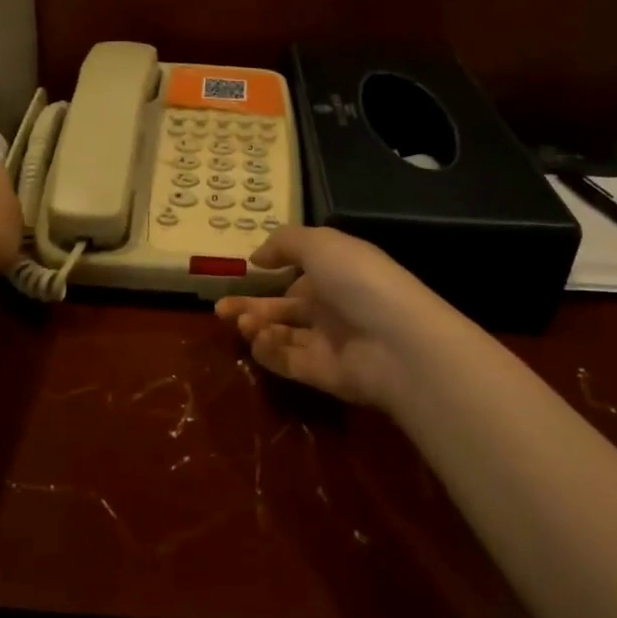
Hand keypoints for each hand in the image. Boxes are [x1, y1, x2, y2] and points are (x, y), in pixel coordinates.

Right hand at [216, 225, 449, 411]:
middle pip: (284, 307)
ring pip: (281, 334)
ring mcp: (327, 342)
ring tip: (241, 322)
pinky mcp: (320, 374)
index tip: (246, 270)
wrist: (396, 343)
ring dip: (256, 327)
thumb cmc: (358, 281)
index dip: (274, 269)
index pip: (302, 271)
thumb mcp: (321, 244)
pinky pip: (286, 361)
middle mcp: (332, 306)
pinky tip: (259, 339)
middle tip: (220, 308)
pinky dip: (268, 351)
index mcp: (337, 272)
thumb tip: (256, 257)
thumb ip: (284, 243)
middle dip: (251, 306)